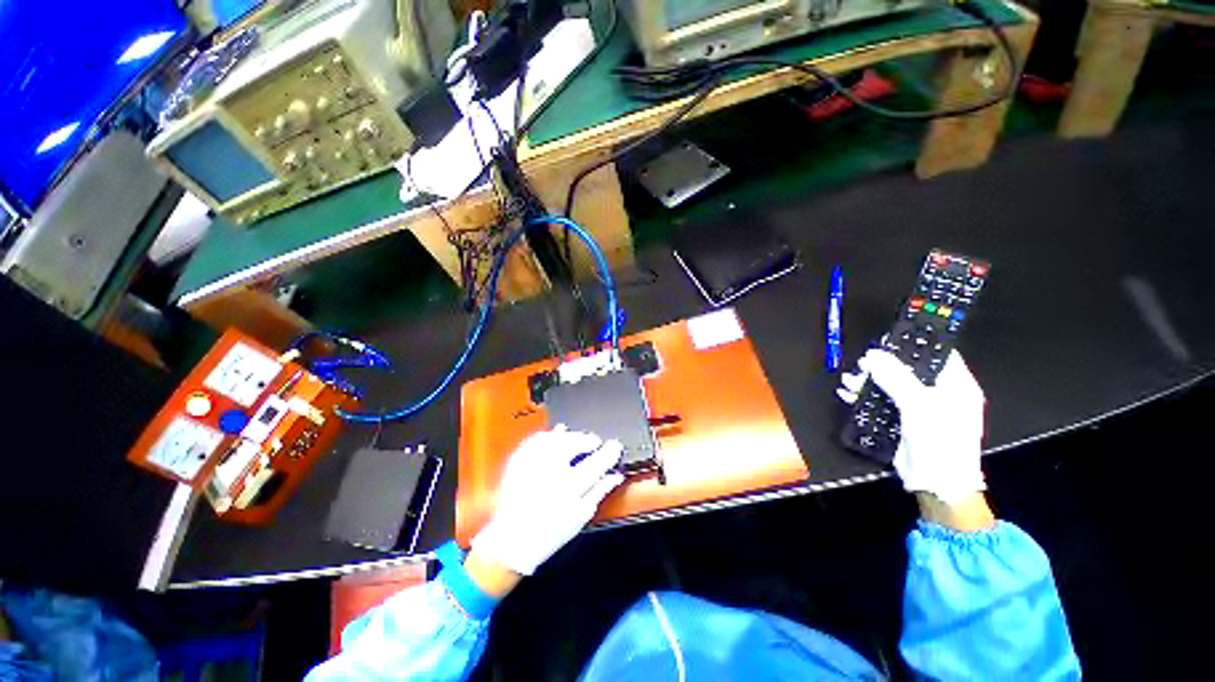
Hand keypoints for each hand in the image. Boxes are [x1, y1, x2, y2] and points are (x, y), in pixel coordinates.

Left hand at [470, 427, 624, 576]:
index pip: (596, 463)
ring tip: (578, 438)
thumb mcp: (580, 515)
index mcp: (569, 487)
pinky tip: (557, 434)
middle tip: (595, 442)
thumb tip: (616, 475)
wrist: (510, 541)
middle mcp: (551, 470)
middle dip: (588, 439)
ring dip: (571, 435)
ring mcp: (533, 462)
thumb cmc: (550, 531)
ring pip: (556, 437)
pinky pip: (537, 438)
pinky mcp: (519, 459)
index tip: (616, 446)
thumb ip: (600, 491)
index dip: (609, 452)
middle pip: (575, 444)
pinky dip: (550, 434)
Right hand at [838, 349, 985, 504]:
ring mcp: (920, 407)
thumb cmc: (940, 440)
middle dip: (882, 365)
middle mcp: (939, 392)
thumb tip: (871, 355)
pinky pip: (882, 401)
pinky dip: (865, 396)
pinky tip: (848, 393)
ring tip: (849, 380)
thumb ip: (896, 377)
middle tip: (862, 364)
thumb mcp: (919, 405)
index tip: (887, 340)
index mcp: (956, 385)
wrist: (937, 484)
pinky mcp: (903, 419)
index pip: (937, 354)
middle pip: (908, 368)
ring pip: (891, 384)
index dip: (914, 344)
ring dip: (869, 381)